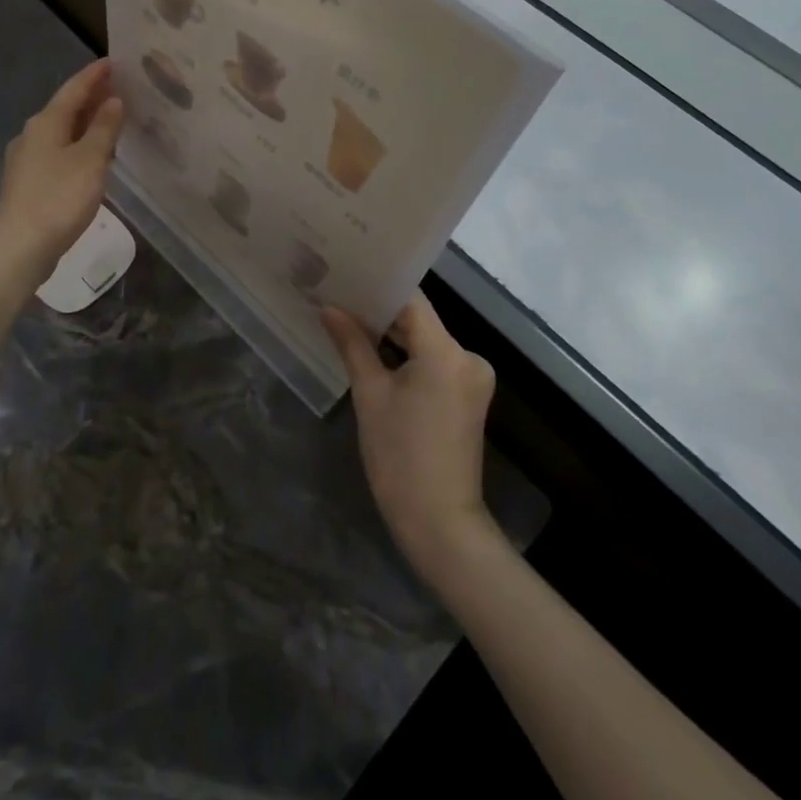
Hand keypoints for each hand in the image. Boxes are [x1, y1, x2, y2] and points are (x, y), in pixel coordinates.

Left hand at [0, 59, 125, 278]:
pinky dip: (79, 145)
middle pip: (65, 108)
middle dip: (92, 97)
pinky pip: (59, 152)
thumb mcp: (90, 160)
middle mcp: (32, 134)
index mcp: (46, 122)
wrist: (19, 248)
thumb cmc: (58, 198)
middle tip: (121, 88)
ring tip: (112, 119)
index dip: (95, 75)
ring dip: (86, 122)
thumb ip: (104, 128)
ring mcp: (27, 160)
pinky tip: (93, 156)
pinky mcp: (29, 183)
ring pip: (62, 131)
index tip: (114, 61)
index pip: (74, 89)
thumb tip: (114, 100)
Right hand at [322, 295, 498, 582]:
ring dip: (392, 333)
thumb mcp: (370, 395)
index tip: (346, 274)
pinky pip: (434, 360)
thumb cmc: (400, 457)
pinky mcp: (468, 396)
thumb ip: (352, 344)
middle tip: (338, 295)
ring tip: (348, 317)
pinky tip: (375, 350)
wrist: (439, 524)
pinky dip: (407, 355)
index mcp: (446, 351)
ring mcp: (472, 377)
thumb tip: (328, 307)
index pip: (410, 299)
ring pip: (426, 340)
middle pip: (419, 319)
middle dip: (380, 310)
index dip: (377, 285)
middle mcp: (468, 356)